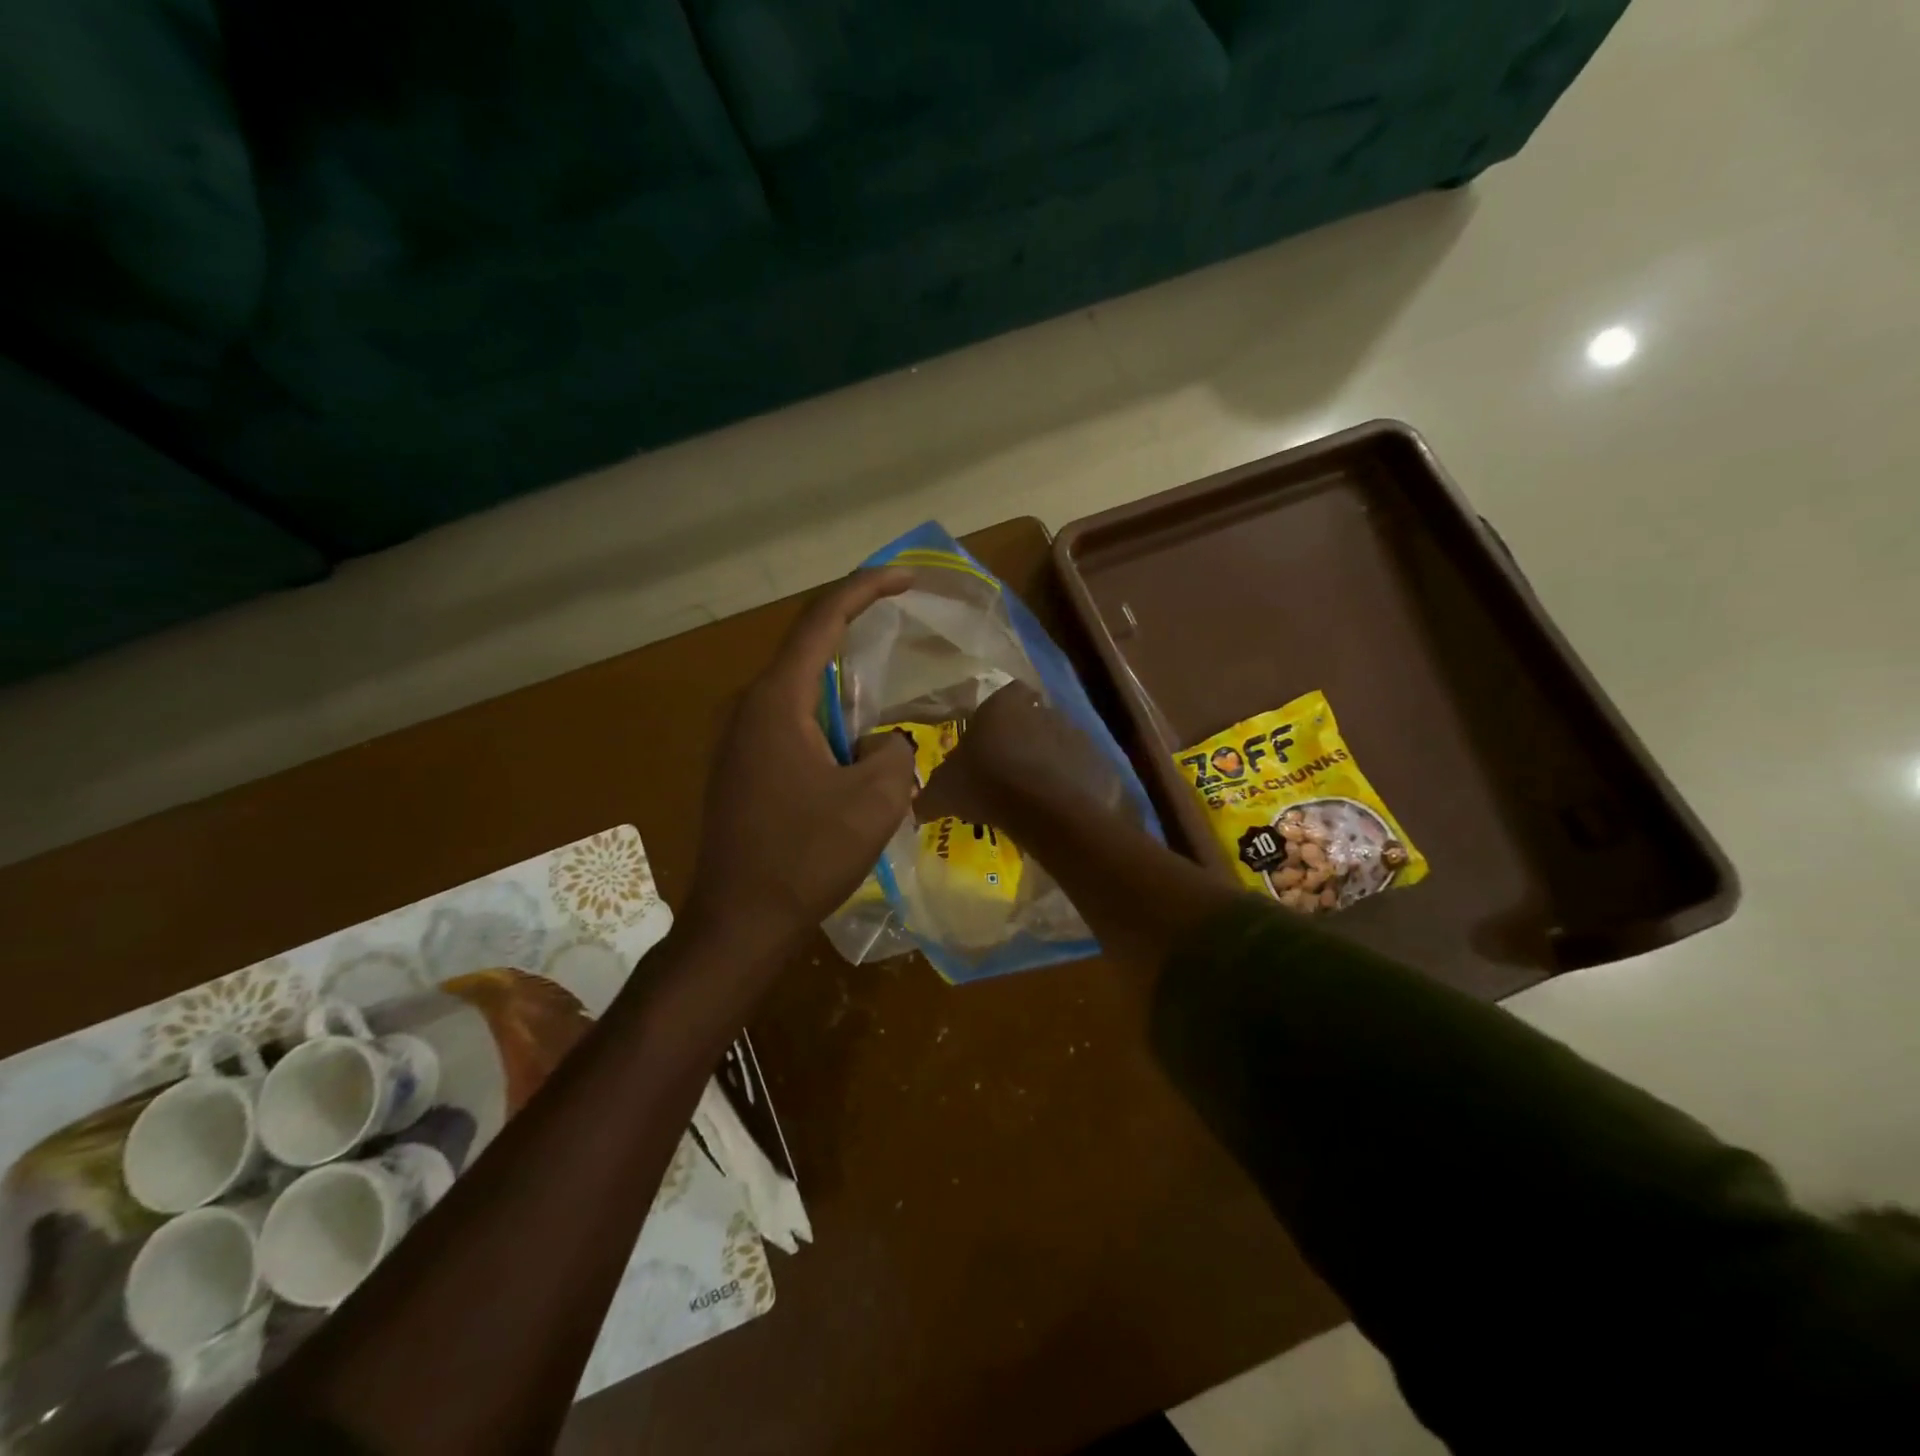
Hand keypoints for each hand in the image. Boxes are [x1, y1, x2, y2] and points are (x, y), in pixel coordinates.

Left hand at [683, 569, 919, 950]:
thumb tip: (883, 744)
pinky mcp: (740, 769)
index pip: (821, 621)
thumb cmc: (805, 857)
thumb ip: (894, 752)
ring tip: (888, 690)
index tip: (905, 576)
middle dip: (856, 632)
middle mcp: (749, 708)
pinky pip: (791, 723)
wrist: (739, 922)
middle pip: (808, 650)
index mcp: (777, 702)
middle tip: (903, 628)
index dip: (865, 589)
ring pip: (800, 691)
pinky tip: (856, 744)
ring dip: (845, 685)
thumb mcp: (875, 801)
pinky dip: (828, 718)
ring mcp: (738, 740)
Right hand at [916, 681, 1115, 829]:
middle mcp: (1041, 709)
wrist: (1043, 808)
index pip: (1009, 693)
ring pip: (1058, 742)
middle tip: (1010, 768)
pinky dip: (1069, 781)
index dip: (1002, 712)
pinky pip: (1078, 768)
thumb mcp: (944, 792)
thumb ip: (929, 795)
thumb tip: (916, 806)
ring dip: (1048, 759)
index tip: (993, 736)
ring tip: (1033, 790)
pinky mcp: (1095, 760)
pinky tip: (1055, 803)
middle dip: (1024, 737)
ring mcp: (1073, 733)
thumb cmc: (986, 784)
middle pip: (1034, 717)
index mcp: (1003, 705)